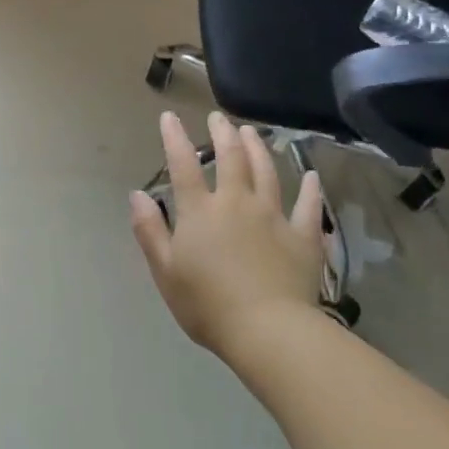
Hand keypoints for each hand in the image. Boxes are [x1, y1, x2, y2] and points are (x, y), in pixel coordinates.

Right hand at [130, 111, 326, 358]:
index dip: (175, 138)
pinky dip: (310, 190)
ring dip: (257, 148)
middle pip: (231, 158)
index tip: (170, 116)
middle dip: (222, 134)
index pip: (183, 165)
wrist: (268, 331)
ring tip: (251, 132)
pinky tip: (311, 176)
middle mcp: (237, 203)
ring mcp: (273, 217)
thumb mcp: (165, 270)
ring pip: (267, 172)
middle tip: (218, 117)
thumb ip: (150, 229)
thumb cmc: (208, 304)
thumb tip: (137, 194)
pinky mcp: (303, 237)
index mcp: (200, 211)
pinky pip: (308, 207)